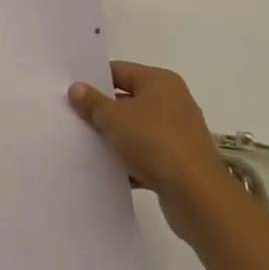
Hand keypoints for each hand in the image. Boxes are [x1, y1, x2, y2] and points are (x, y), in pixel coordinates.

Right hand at [69, 62, 237, 242]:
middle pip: (127, 100)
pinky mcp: (179, 162)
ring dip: (114, 138)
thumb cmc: (155, 143)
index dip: (94, 81)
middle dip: (102, 111)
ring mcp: (178, 134)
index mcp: (160, 82)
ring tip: (85, 144)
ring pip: (135, 129)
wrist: (197, 197)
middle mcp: (173, 102)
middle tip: (74, 118)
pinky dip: (129, 160)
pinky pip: (146, 154)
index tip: (71, 93)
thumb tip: (76, 88)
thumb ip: (92, 102)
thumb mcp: (114, 118)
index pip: (119, 71)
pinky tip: (107, 169)